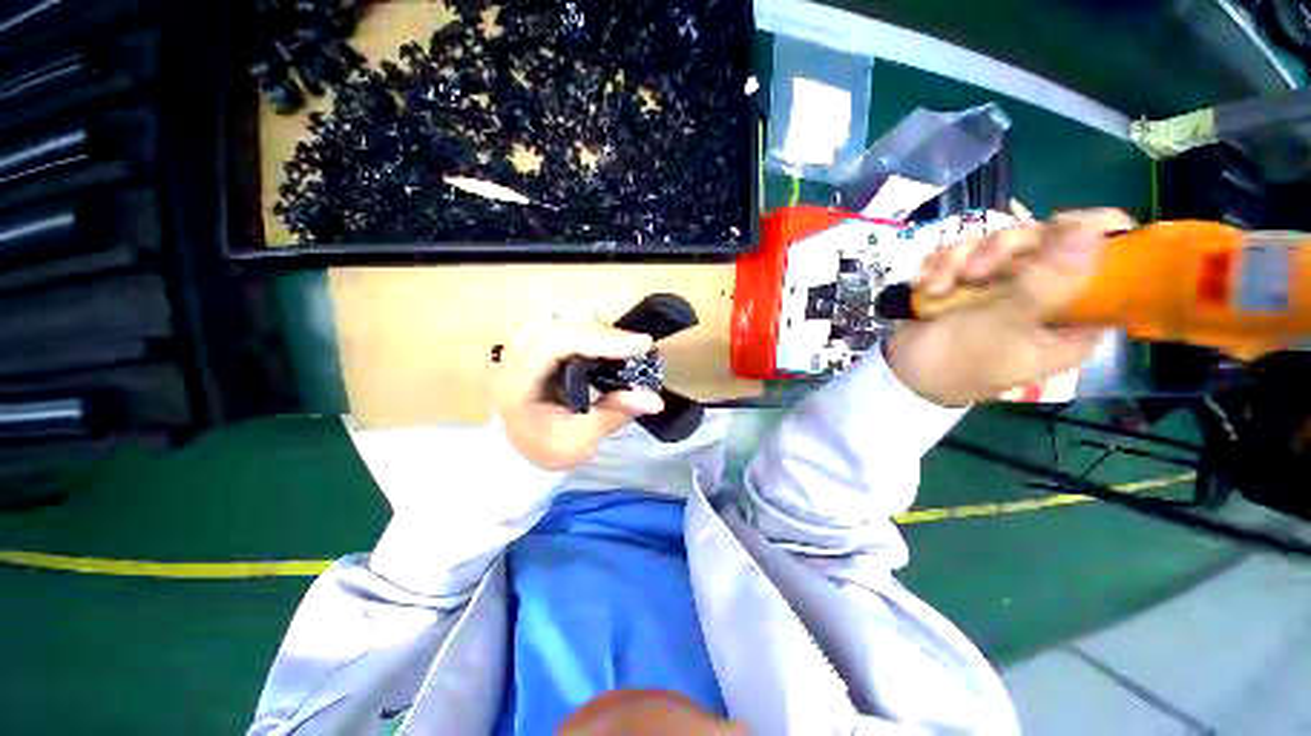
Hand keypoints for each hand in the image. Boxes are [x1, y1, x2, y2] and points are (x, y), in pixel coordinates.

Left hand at [494, 314, 664, 470]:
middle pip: (559, 323)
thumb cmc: (545, 448)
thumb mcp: (578, 443)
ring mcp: (522, 346)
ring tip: (620, 346)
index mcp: (518, 383)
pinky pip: (560, 322)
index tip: (642, 345)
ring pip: (558, 315)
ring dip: (592, 326)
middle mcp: (515, 357)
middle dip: (602, 332)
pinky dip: (585, 328)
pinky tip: (603, 344)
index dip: (601, 339)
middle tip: (637, 347)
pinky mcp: (533, 343)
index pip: (557, 344)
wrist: (518, 448)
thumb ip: (613, 415)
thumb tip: (655, 400)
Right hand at [885, 208, 1133, 406]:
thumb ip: (1047, 281)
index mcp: (1073, 315)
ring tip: (936, 288)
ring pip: (999, 242)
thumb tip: (1098, 229)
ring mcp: (1005, 285)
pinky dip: (940, 266)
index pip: (1106, 260)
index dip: (1086, 235)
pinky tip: (926, 286)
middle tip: (972, 275)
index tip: (1054, 227)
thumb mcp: (1003, 325)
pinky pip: (964, 252)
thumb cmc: (957, 361)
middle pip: (1046, 240)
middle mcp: (1045, 294)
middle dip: (1001, 252)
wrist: (901, 372)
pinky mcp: (969, 280)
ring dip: (959, 261)